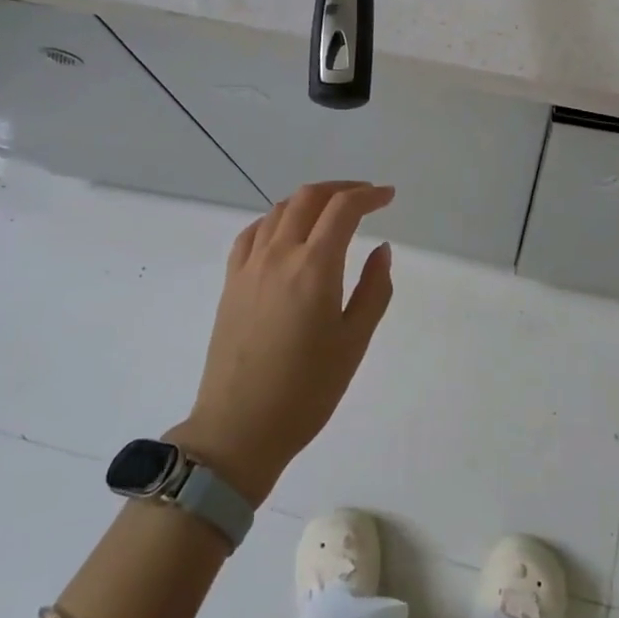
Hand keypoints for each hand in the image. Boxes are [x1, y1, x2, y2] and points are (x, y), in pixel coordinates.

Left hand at [170, 181, 395, 505]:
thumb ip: (373, 290)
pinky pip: (252, 233)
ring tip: (330, 212)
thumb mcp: (354, 342)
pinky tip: (286, 233)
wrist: (239, 427)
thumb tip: (381, 250)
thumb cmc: (307, 391)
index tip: (388, 197)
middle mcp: (279, 255)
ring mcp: (249, 266)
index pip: (343, 210)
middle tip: (365, 197)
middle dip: (340, 189)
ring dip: (309, 200)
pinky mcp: (230, 282)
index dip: (368, 195)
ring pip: (279, 210)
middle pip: (308, 198)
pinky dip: (276, 220)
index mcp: (314, 268)